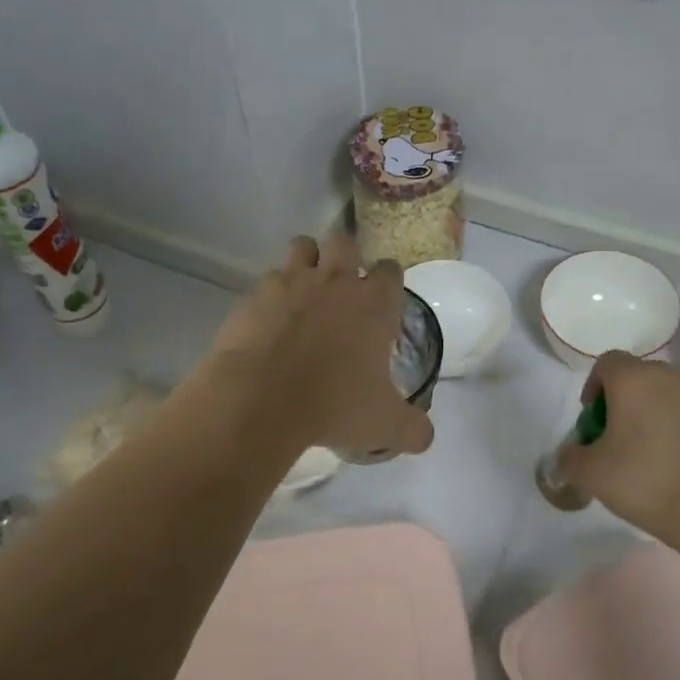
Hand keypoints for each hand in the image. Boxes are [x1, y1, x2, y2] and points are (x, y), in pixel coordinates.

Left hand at [204, 234, 433, 460]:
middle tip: (340, 289)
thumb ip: (413, 429)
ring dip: (307, 261)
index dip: (387, 282)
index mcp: (373, 303)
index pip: (390, 270)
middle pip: (345, 242)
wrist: (261, 399)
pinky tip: (269, 320)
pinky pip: (267, 280)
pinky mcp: (254, 294)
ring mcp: (292, 282)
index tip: (381, 301)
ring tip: (304, 290)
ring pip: (302, 246)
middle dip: (345, 257)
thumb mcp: (385, 426)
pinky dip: (271, 294)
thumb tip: (424, 437)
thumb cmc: (334, 405)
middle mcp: (335, 281)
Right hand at [551, 351, 679, 556]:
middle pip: (639, 379)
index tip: (593, 421)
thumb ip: (571, 458)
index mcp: (634, 379)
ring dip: (654, 419)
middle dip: (624, 404)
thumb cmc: (648, 480)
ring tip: (649, 459)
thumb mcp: (592, 475)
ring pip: (668, 399)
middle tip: (617, 442)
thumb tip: (571, 453)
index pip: (607, 363)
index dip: (594, 387)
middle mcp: (671, 377)